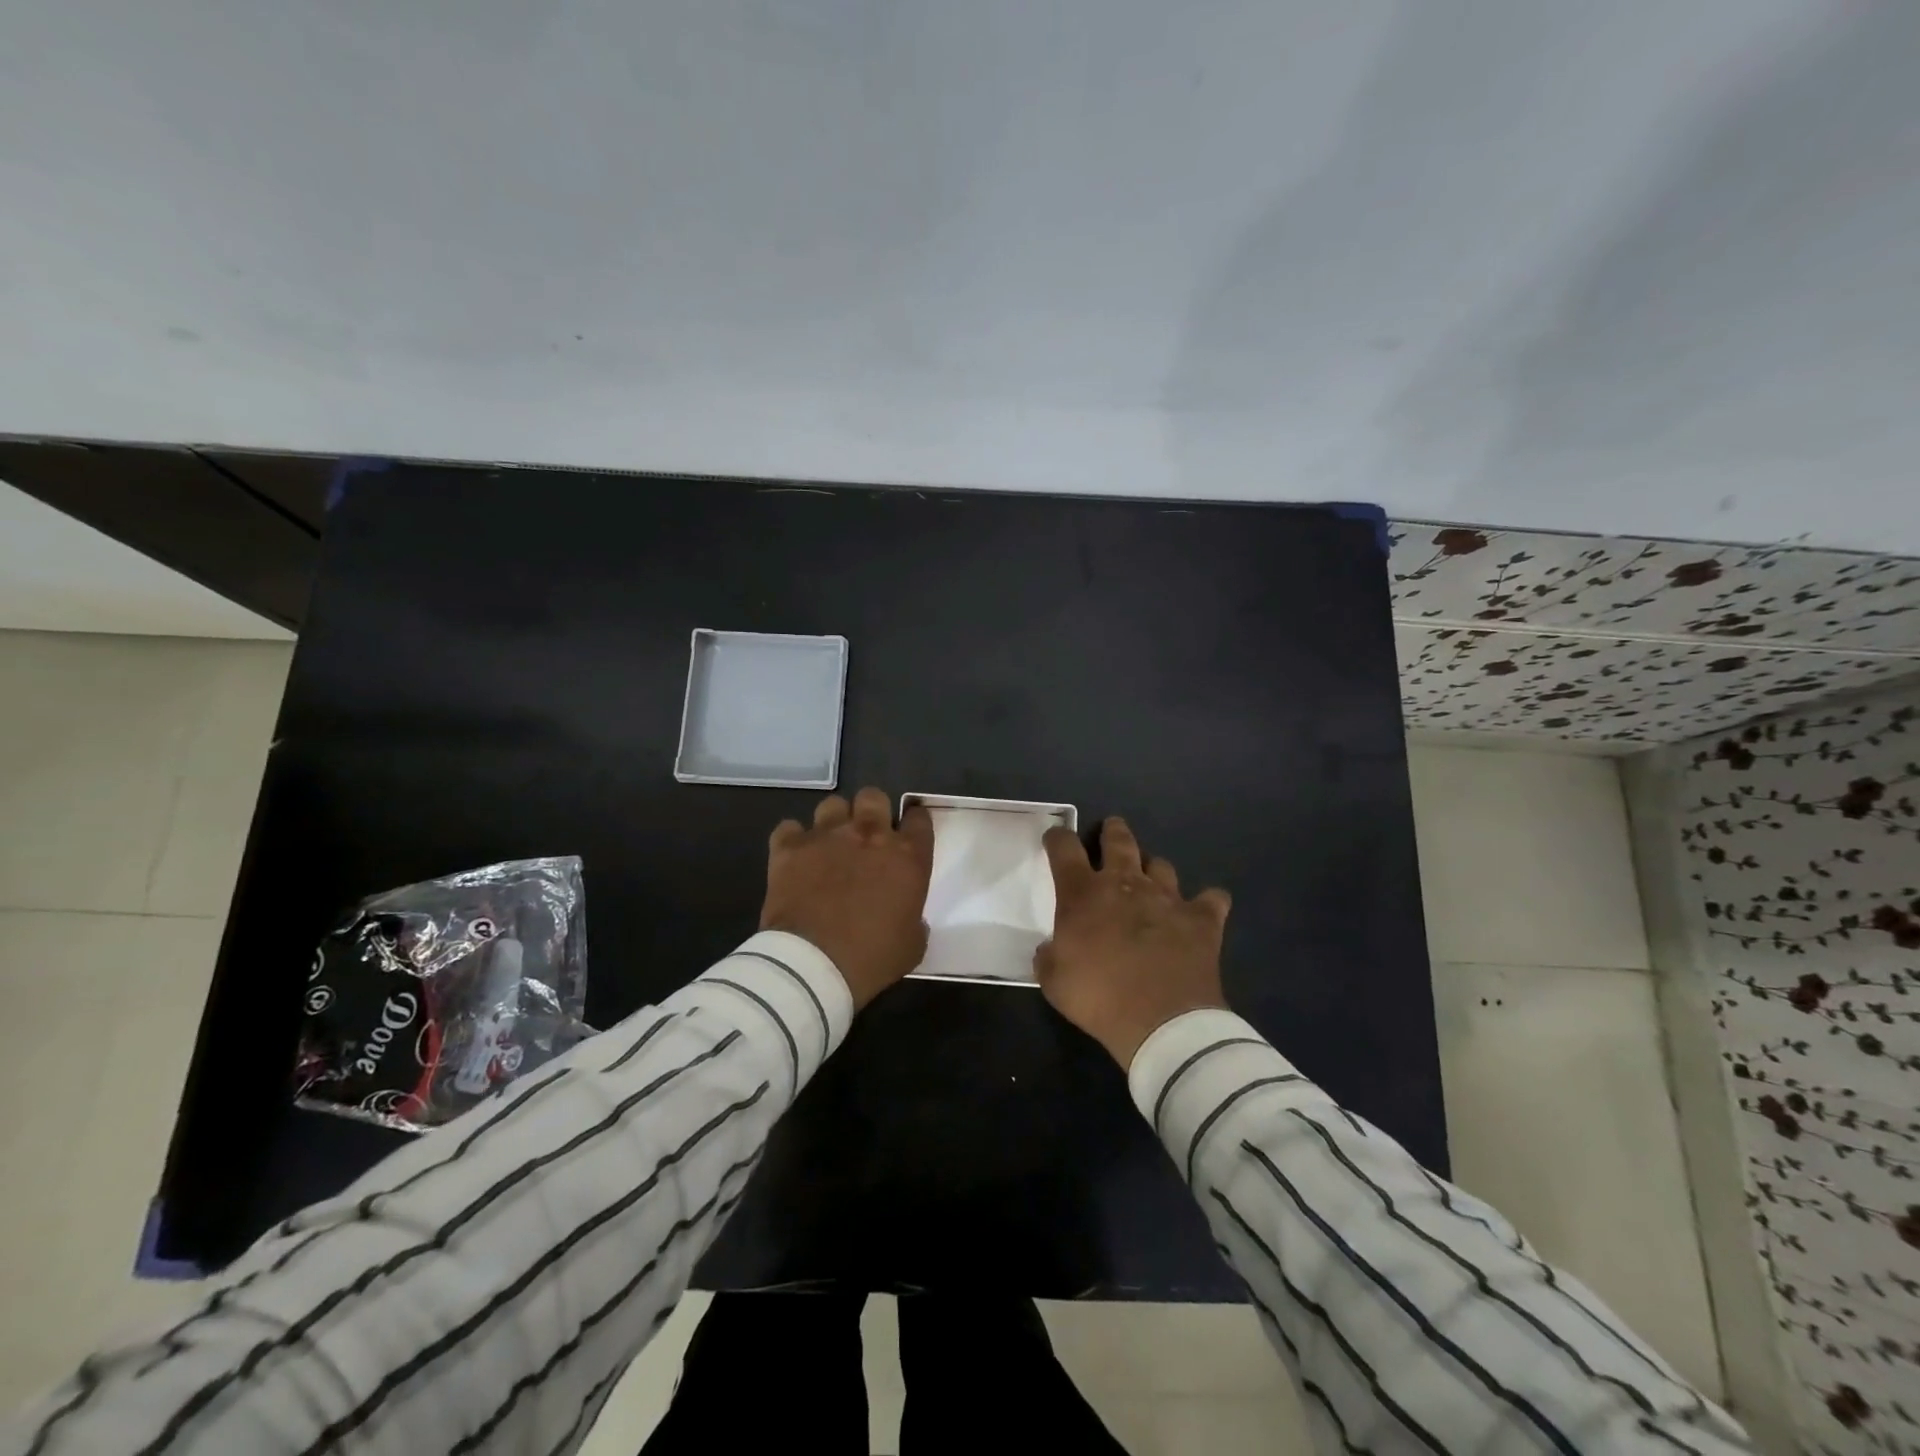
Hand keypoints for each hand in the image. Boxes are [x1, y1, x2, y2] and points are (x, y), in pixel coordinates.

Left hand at [762, 787, 934, 1009]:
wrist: (814, 965)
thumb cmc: (872, 959)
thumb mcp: (912, 945)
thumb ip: (915, 921)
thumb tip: (910, 919)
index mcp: (907, 857)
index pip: (919, 819)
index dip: (914, 825)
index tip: (908, 836)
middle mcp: (869, 835)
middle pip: (873, 797)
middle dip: (872, 812)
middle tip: (867, 837)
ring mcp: (826, 836)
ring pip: (832, 804)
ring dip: (834, 822)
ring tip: (829, 846)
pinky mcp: (789, 847)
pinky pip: (789, 828)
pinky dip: (793, 840)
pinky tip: (795, 858)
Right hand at [1035, 816, 1231, 1067]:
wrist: (1162, 1022)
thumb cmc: (1098, 997)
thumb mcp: (1053, 981)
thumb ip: (1049, 957)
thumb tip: (1050, 949)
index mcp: (1083, 894)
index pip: (1064, 849)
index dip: (1057, 838)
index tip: (1055, 837)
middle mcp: (1125, 884)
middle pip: (1119, 840)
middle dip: (1113, 831)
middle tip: (1111, 830)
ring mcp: (1168, 897)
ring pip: (1161, 865)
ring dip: (1153, 869)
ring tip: (1152, 879)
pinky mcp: (1202, 919)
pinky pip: (1211, 899)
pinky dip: (1206, 902)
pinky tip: (1204, 910)